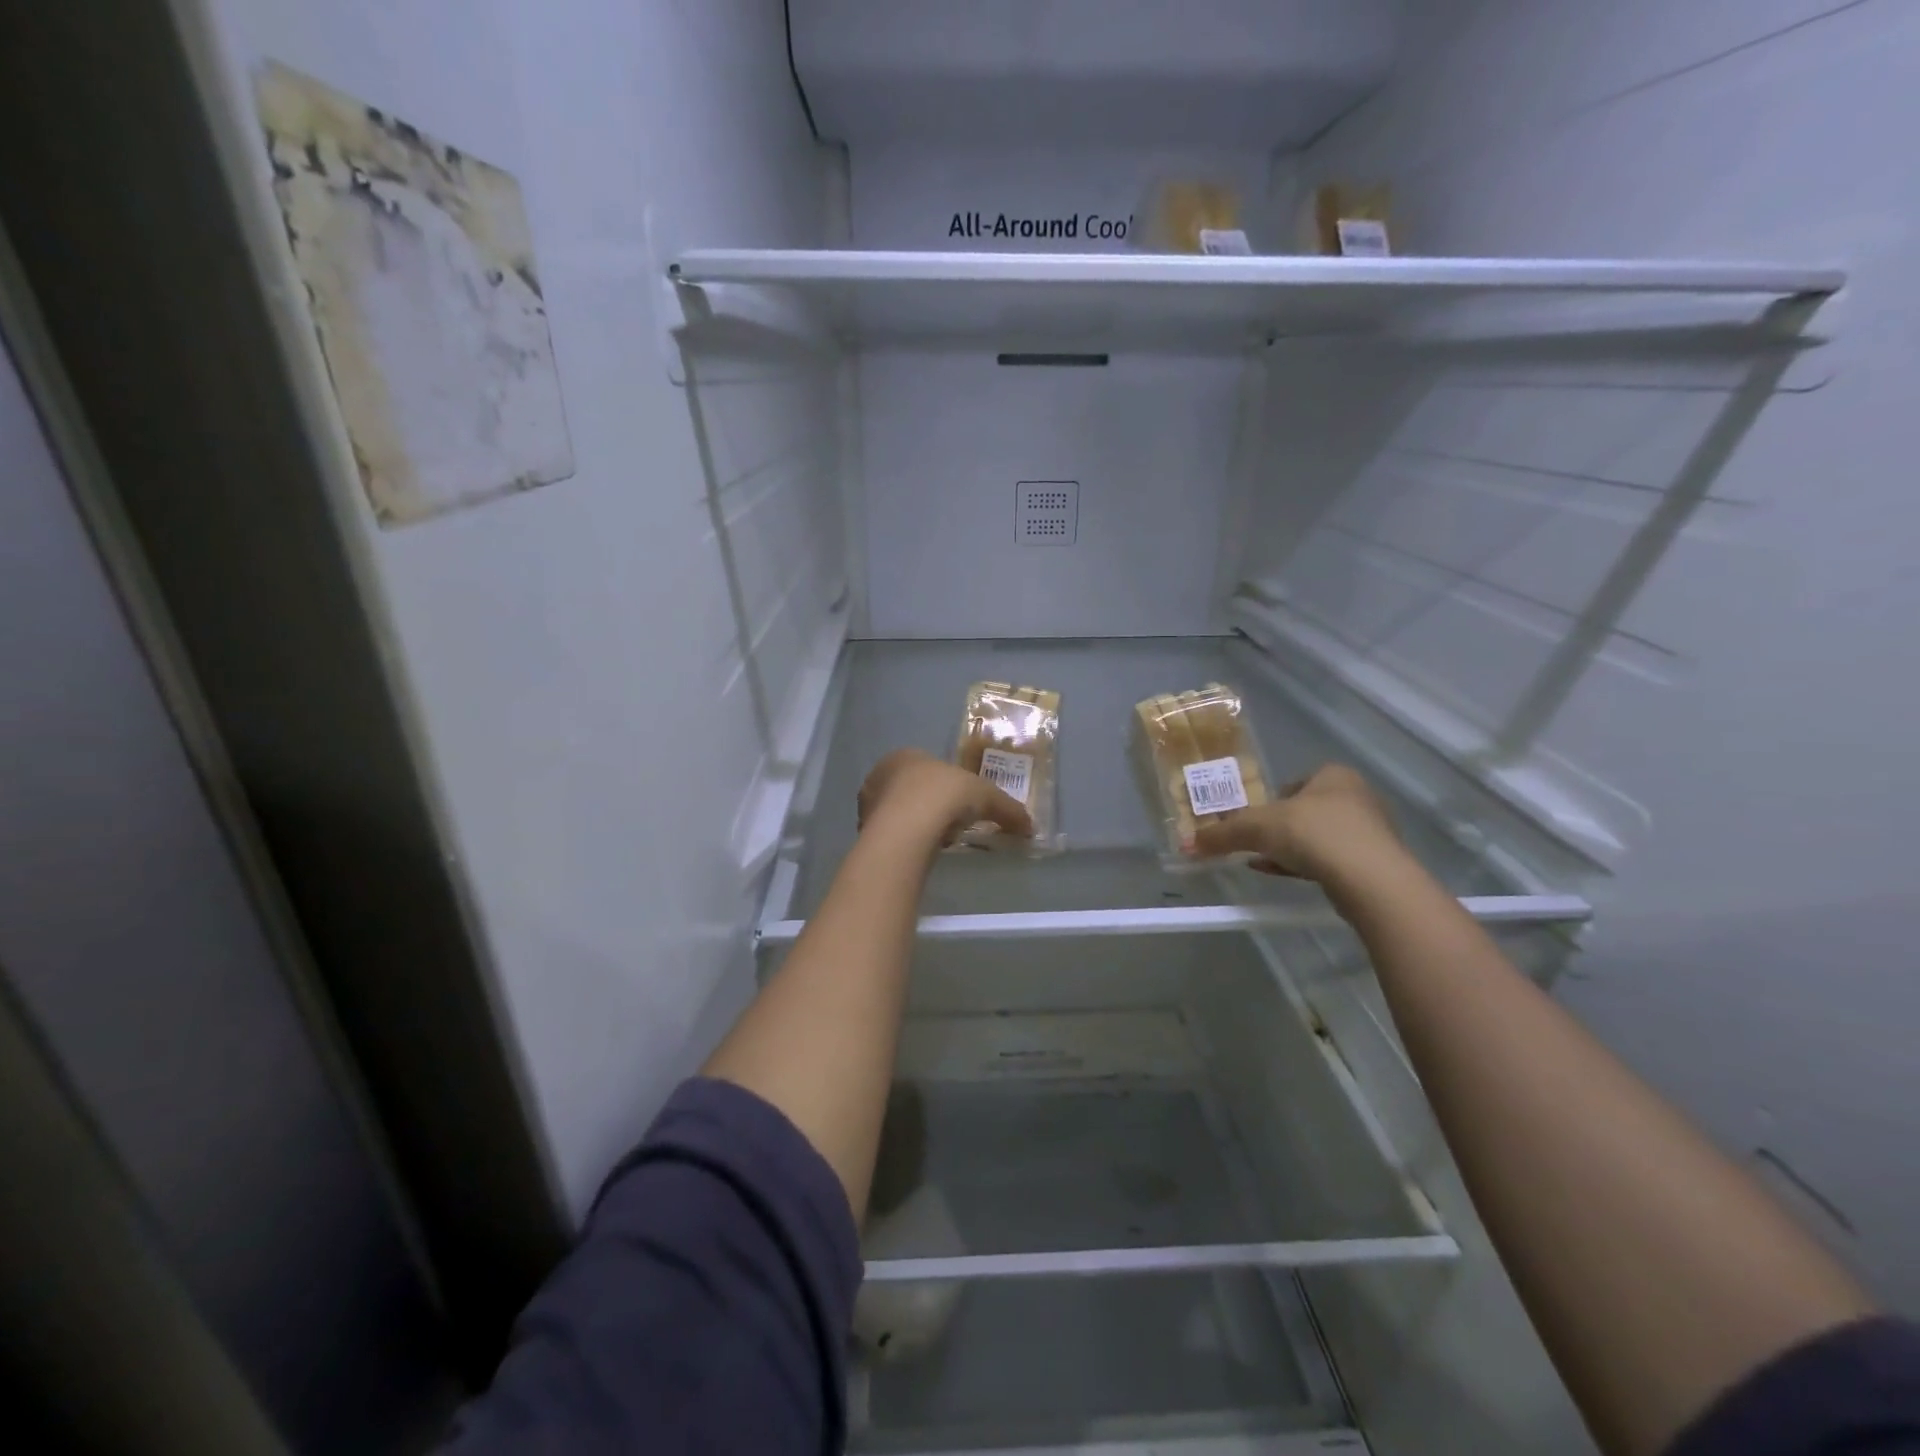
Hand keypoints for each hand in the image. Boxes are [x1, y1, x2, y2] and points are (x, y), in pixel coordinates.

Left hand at [858, 749, 1033, 847]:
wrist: (906, 829)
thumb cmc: (944, 796)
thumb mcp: (986, 797)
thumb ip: (1007, 810)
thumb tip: (1030, 826)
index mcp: (906, 755)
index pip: (927, 767)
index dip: (945, 785)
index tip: (960, 804)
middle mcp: (880, 774)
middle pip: (909, 789)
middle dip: (927, 805)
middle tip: (949, 824)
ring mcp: (867, 804)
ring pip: (896, 813)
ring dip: (913, 825)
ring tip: (935, 842)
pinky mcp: (863, 832)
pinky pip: (889, 836)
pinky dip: (903, 843)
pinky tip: (918, 854)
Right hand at [1188, 764, 1401, 884]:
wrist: (1369, 878)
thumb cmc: (1312, 833)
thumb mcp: (1256, 828)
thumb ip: (1222, 834)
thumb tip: (1187, 844)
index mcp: (1334, 775)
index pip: (1297, 781)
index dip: (1273, 799)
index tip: (1257, 818)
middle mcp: (1357, 797)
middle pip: (1308, 810)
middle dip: (1283, 827)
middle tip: (1259, 841)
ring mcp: (1371, 831)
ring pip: (1321, 837)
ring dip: (1295, 848)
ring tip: (1268, 862)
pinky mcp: (1376, 863)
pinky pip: (1334, 860)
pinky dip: (1309, 865)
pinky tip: (1286, 875)